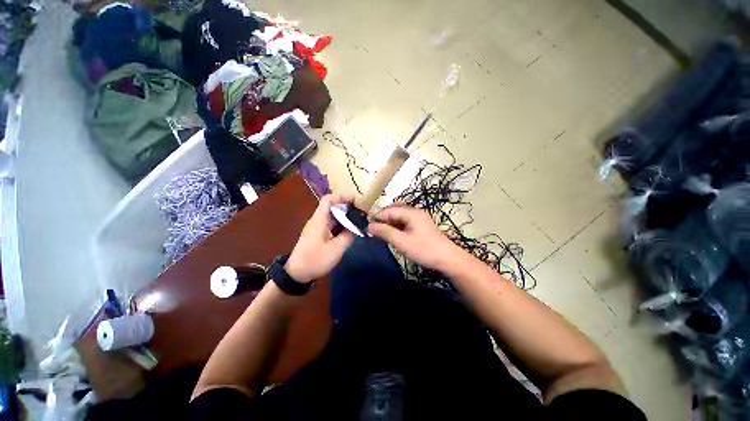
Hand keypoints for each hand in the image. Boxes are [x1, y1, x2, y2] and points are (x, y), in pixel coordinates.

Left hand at [284, 195, 354, 282]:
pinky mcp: (317, 235)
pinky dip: (339, 226)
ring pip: (331, 217)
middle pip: (331, 208)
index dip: (340, 197)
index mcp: (319, 220)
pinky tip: (348, 232)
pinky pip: (329, 226)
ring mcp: (316, 228)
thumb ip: (348, 237)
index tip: (353, 202)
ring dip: (343, 218)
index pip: (328, 200)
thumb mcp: (336, 250)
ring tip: (356, 223)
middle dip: (345, 208)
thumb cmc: (315, 260)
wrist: (296, 274)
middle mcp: (317, 221)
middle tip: (359, 214)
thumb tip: (355, 229)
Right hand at [368, 205, 460, 271]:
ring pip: (399, 216)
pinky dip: (396, 226)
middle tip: (372, 226)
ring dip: (389, 222)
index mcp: (411, 213)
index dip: (377, 216)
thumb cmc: (424, 250)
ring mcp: (419, 219)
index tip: (366, 223)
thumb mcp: (402, 242)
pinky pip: (405, 222)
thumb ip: (385, 232)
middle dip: (383, 217)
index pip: (389, 210)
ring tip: (379, 230)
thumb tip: (369, 226)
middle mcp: (415, 212)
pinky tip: (391, 233)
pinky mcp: (421, 226)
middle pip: (394, 210)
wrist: (448, 259)